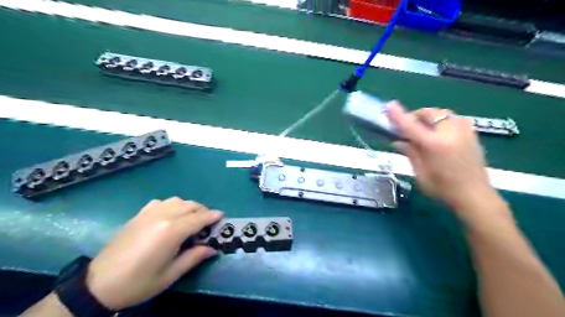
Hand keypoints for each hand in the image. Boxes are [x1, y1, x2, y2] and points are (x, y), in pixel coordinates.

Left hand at [85, 198, 222, 309]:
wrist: (98, 284)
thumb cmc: (138, 282)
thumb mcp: (170, 274)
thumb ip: (194, 257)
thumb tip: (212, 249)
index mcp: (172, 231)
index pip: (199, 218)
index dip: (213, 216)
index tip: (222, 216)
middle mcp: (163, 216)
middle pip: (190, 206)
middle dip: (203, 211)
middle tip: (208, 222)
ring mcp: (149, 213)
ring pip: (177, 200)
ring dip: (188, 206)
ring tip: (191, 218)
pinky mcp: (139, 215)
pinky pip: (161, 202)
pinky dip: (172, 205)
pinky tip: (170, 215)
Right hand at [389, 102, 496, 212]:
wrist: (475, 195)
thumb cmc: (443, 188)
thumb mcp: (420, 173)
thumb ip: (410, 153)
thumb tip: (397, 141)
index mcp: (435, 145)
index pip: (411, 126)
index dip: (399, 115)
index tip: (389, 106)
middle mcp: (451, 133)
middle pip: (429, 113)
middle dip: (415, 116)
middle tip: (407, 128)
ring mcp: (464, 131)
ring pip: (442, 114)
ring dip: (429, 118)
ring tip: (423, 131)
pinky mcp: (472, 133)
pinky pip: (452, 119)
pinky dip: (441, 122)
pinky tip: (438, 135)